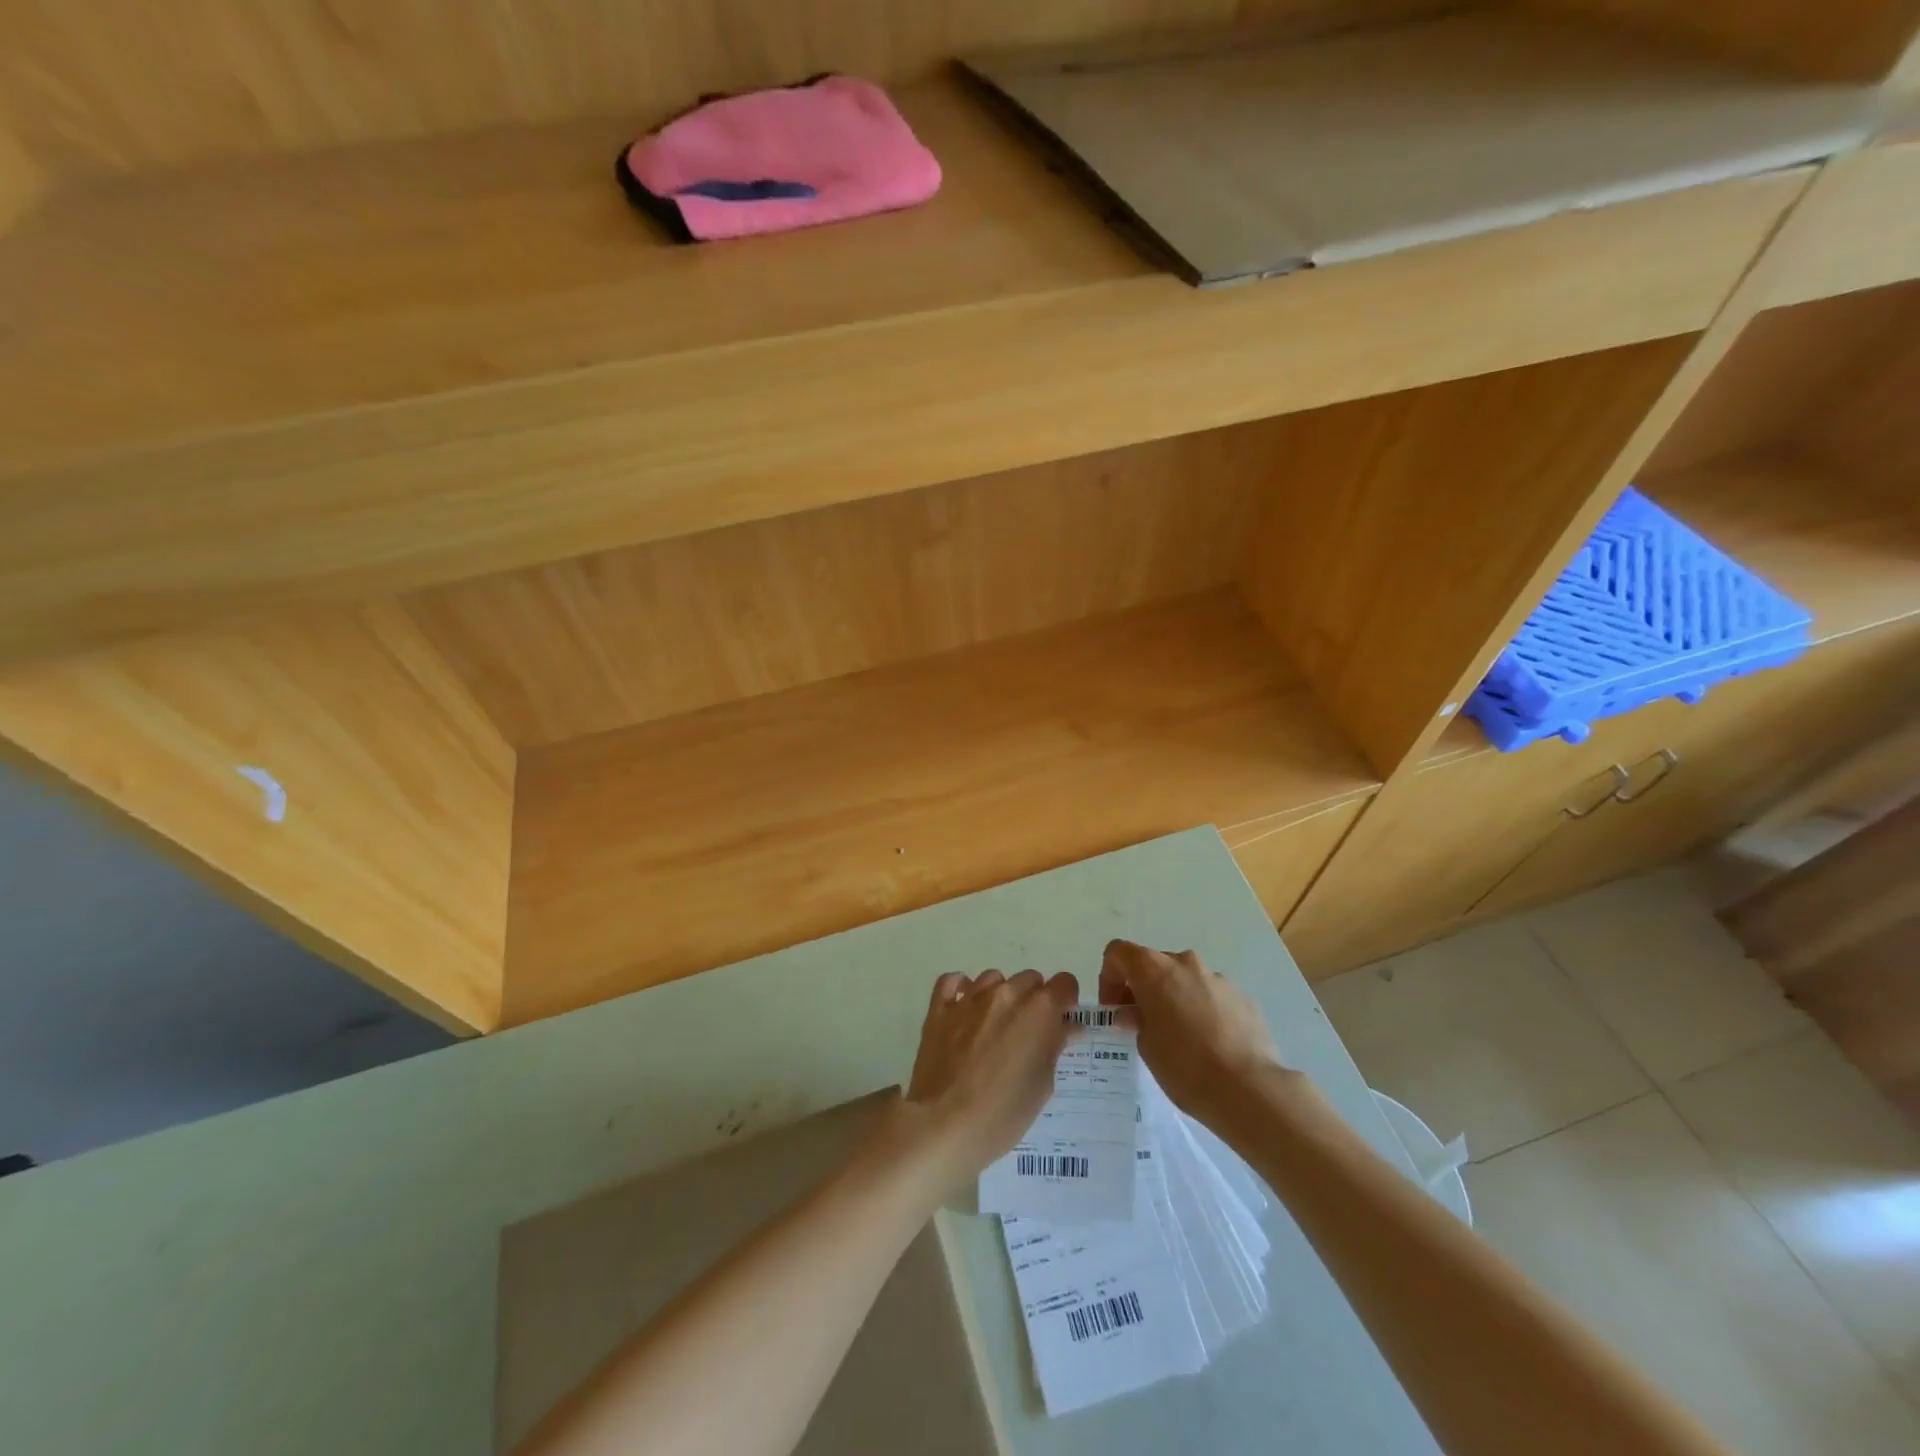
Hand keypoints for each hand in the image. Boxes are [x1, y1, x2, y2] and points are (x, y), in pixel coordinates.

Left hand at [902, 969, 1078, 1188]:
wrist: (944, 1124)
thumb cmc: (1004, 1113)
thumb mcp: (1042, 1085)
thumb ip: (1054, 1046)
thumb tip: (1066, 1027)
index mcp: (1038, 1010)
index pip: (1064, 983)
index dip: (1066, 1001)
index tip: (1062, 1020)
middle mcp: (1006, 993)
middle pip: (1029, 979)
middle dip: (1035, 1000)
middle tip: (1028, 1032)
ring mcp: (970, 998)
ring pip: (994, 978)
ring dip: (1000, 995)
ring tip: (995, 1026)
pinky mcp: (940, 1008)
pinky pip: (951, 982)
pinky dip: (961, 989)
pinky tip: (964, 1008)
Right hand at [1099, 940, 1284, 1125]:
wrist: (1249, 1089)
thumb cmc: (1185, 1066)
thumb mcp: (1146, 1046)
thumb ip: (1136, 1020)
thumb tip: (1136, 1013)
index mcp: (1155, 970)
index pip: (1118, 952)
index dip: (1109, 977)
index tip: (1115, 1009)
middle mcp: (1186, 964)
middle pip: (1154, 964)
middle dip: (1143, 989)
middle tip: (1142, 1024)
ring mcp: (1218, 978)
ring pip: (1185, 980)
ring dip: (1175, 999)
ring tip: (1180, 1038)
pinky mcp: (1243, 997)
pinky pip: (1212, 996)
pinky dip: (1202, 1010)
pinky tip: (1209, 1045)